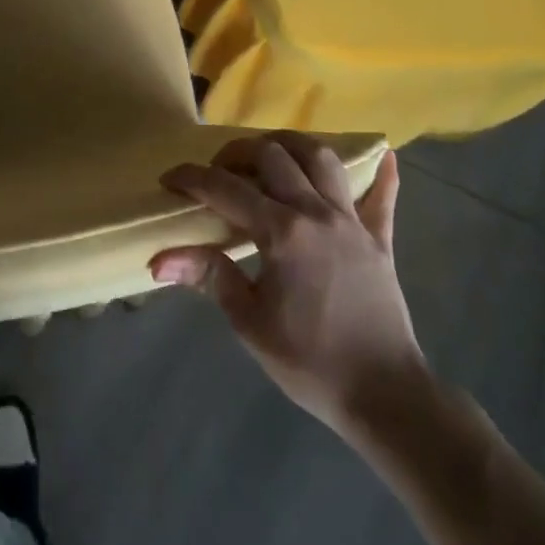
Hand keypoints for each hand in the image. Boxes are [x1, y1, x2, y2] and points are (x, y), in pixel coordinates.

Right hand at [152, 134, 428, 442]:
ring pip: (322, 158)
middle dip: (237, 153)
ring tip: (270, 155)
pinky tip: (383, 155)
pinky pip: (383, 196)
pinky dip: (381, 174)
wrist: (386, 398)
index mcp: (281, 232)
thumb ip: (208, 276)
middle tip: (217, 171)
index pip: (225, 189)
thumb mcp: (249, 322)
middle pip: (272, 155)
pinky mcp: (379, 239)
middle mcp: (316, 213)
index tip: (169, 180)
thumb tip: (158, 261)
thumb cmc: (310, 362)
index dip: (191, 178)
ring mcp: (351, 222)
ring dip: (291, 146)